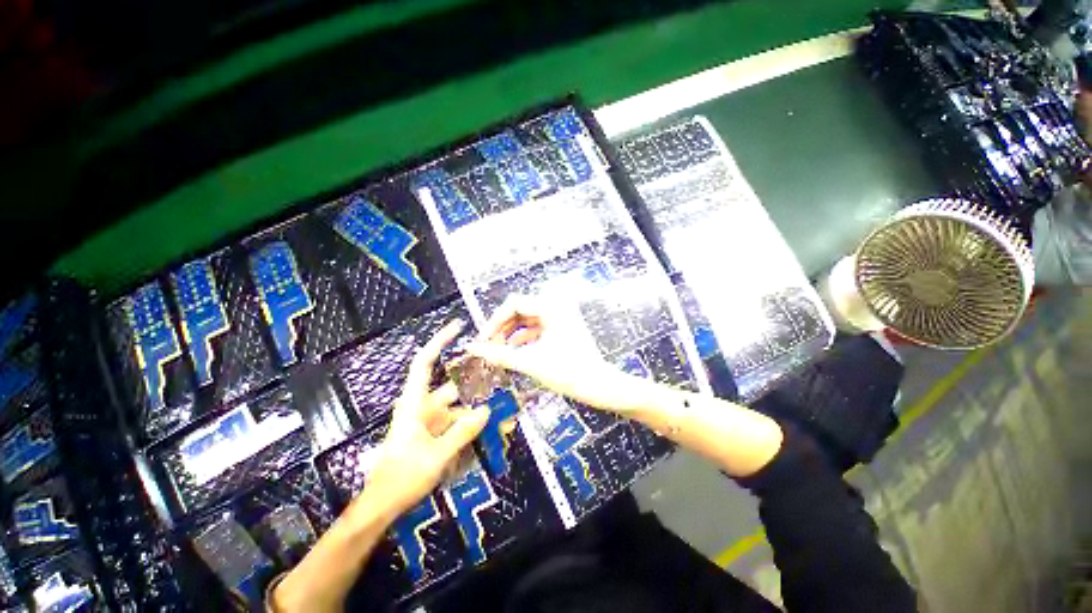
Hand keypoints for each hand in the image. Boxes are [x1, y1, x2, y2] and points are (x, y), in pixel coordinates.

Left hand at [356, 321, 489, 520]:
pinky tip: (492, 431)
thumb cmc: (401, 478)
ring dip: (479, 409)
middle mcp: (423, 406)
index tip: (458, 326)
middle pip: (453, 386)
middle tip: (502, 379)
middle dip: (477, 384)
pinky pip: (458, 423)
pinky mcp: (435, 434)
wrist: (382, 507)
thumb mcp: (435, 456)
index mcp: (414, 404)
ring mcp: (430, 421)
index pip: (424, 363)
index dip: (439, 341)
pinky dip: (474, 425)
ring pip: (459, 407)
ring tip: (504, 413)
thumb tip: (487, 410)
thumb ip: (462, 432)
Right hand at [467, 295, 638, 412]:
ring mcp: (560, 315)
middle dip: (501, 328)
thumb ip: (498, 353)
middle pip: (519, 309)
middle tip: (488, 347)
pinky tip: (513, 351)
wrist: (598, 386)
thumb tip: (470, 347)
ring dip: (510, 333)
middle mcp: (556, 305)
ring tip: (497, 351)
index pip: (513, 304)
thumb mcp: (529, 362)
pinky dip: (523, 338)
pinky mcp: (561, 326)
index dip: (493, 321)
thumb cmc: (567, 373)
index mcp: (551, 306)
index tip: (481, 341)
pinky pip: (536, 327)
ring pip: (526, 319)